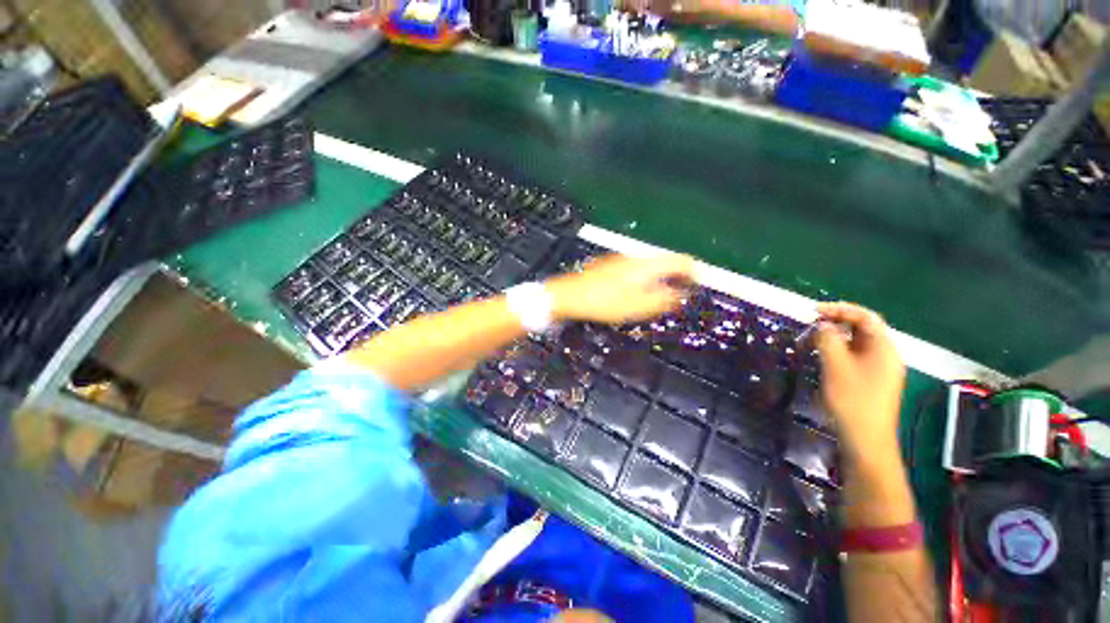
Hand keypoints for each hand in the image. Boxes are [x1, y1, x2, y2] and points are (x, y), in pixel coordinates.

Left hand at [545, 253, 693, 323]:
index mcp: (646, 264)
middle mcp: (635, 257)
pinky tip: (636, 293)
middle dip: (677, 277)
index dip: (695, 272)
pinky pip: (635, 270)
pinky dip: (644, 280)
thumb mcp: (638, 306)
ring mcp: (620, 259)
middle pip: (665, 262)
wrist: (569, 295)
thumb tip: (683, 295)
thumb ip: (664, 299)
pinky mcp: (609, 266)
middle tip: (681, 295)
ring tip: (660, 297)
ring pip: (649, 266)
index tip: (700, 285)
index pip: (681, 260)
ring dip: (660, 279)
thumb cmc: (604, 302)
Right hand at [814, 302, 905, 464]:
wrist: (866, 439)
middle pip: (863, 329)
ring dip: (836, 337)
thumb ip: (828, 340)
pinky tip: (823, 356)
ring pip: (857, 343)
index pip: (865, 317)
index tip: (814, 311)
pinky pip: (855, 356)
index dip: (840, 309)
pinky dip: (839, 350)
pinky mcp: (871, 380)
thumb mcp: (836, 366)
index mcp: (884, 348)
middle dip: (837, 322)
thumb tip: (823, 325)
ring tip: (813, 338)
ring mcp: (880, 369)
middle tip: (811, 324)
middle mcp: (885, 355)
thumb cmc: (852, 400)